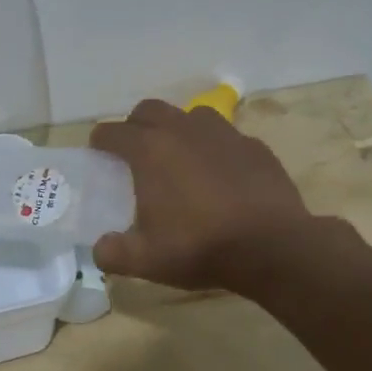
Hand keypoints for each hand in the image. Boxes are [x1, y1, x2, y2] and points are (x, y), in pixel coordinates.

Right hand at [90, 99, 328, 294]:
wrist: (272, 247)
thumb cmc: (199, 247)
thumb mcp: (144, 260)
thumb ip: (111, 253)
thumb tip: (100, 248)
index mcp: (149, 150)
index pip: (112, 132)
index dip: (100, 142)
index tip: (98, 154)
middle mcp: (183, 130)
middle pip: (149, 109)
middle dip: (135, 125)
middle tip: (134, 152)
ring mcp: (223, 133)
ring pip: (190, 115)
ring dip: (177, 129)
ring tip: (178, 157)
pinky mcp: (254, 146)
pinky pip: (225, 136)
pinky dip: (213, 148)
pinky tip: (218, 174)